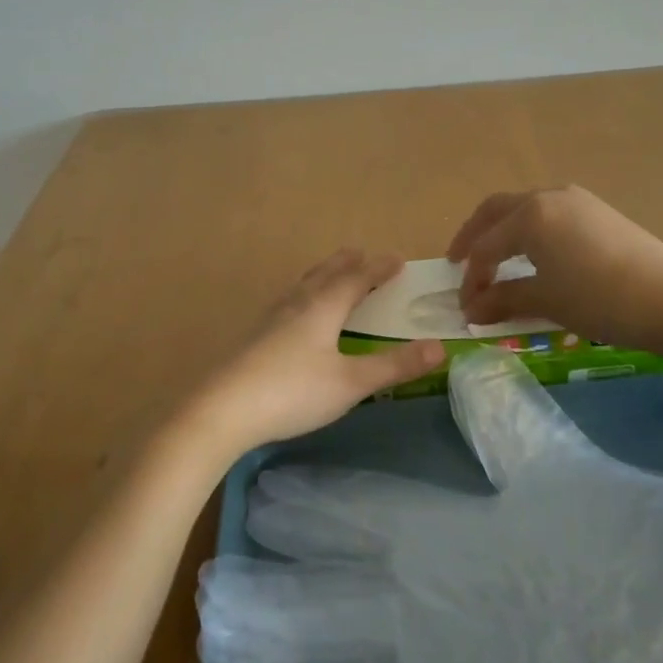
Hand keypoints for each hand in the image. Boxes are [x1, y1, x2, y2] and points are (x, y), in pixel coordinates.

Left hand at [181, 250, 445, 462]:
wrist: (222, 409)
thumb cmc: (293, 392)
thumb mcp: (351, 383)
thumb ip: (394, 366)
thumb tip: (440, 347)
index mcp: (322, 307)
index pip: (356, 279)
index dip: (378, 269)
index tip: (398, 260)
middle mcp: (297, 304)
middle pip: (325, 274)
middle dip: (347, 263)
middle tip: (362, 253)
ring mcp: (271, 319)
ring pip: (303, 286)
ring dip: (322, 275)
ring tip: (331, 274)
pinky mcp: (255, 336)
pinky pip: (288, 302)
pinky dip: (303, 295)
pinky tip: (294, 314)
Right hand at [445, 186, 662, 354]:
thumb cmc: (601, 300)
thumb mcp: (546, 301)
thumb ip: (503, 300)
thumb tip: (470, 310)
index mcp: (530, 215)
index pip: (486, 246)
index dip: (471, 278)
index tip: (464, 307)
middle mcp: (549, 196)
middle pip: (496, 211)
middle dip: (474, 237)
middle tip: (460, 264)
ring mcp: (577, 200)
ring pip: (524, 210)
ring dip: (503, 233)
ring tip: (495, 261)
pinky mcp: (598, 211)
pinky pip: (549, 215)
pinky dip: (529, 233)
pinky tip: (534, 256)